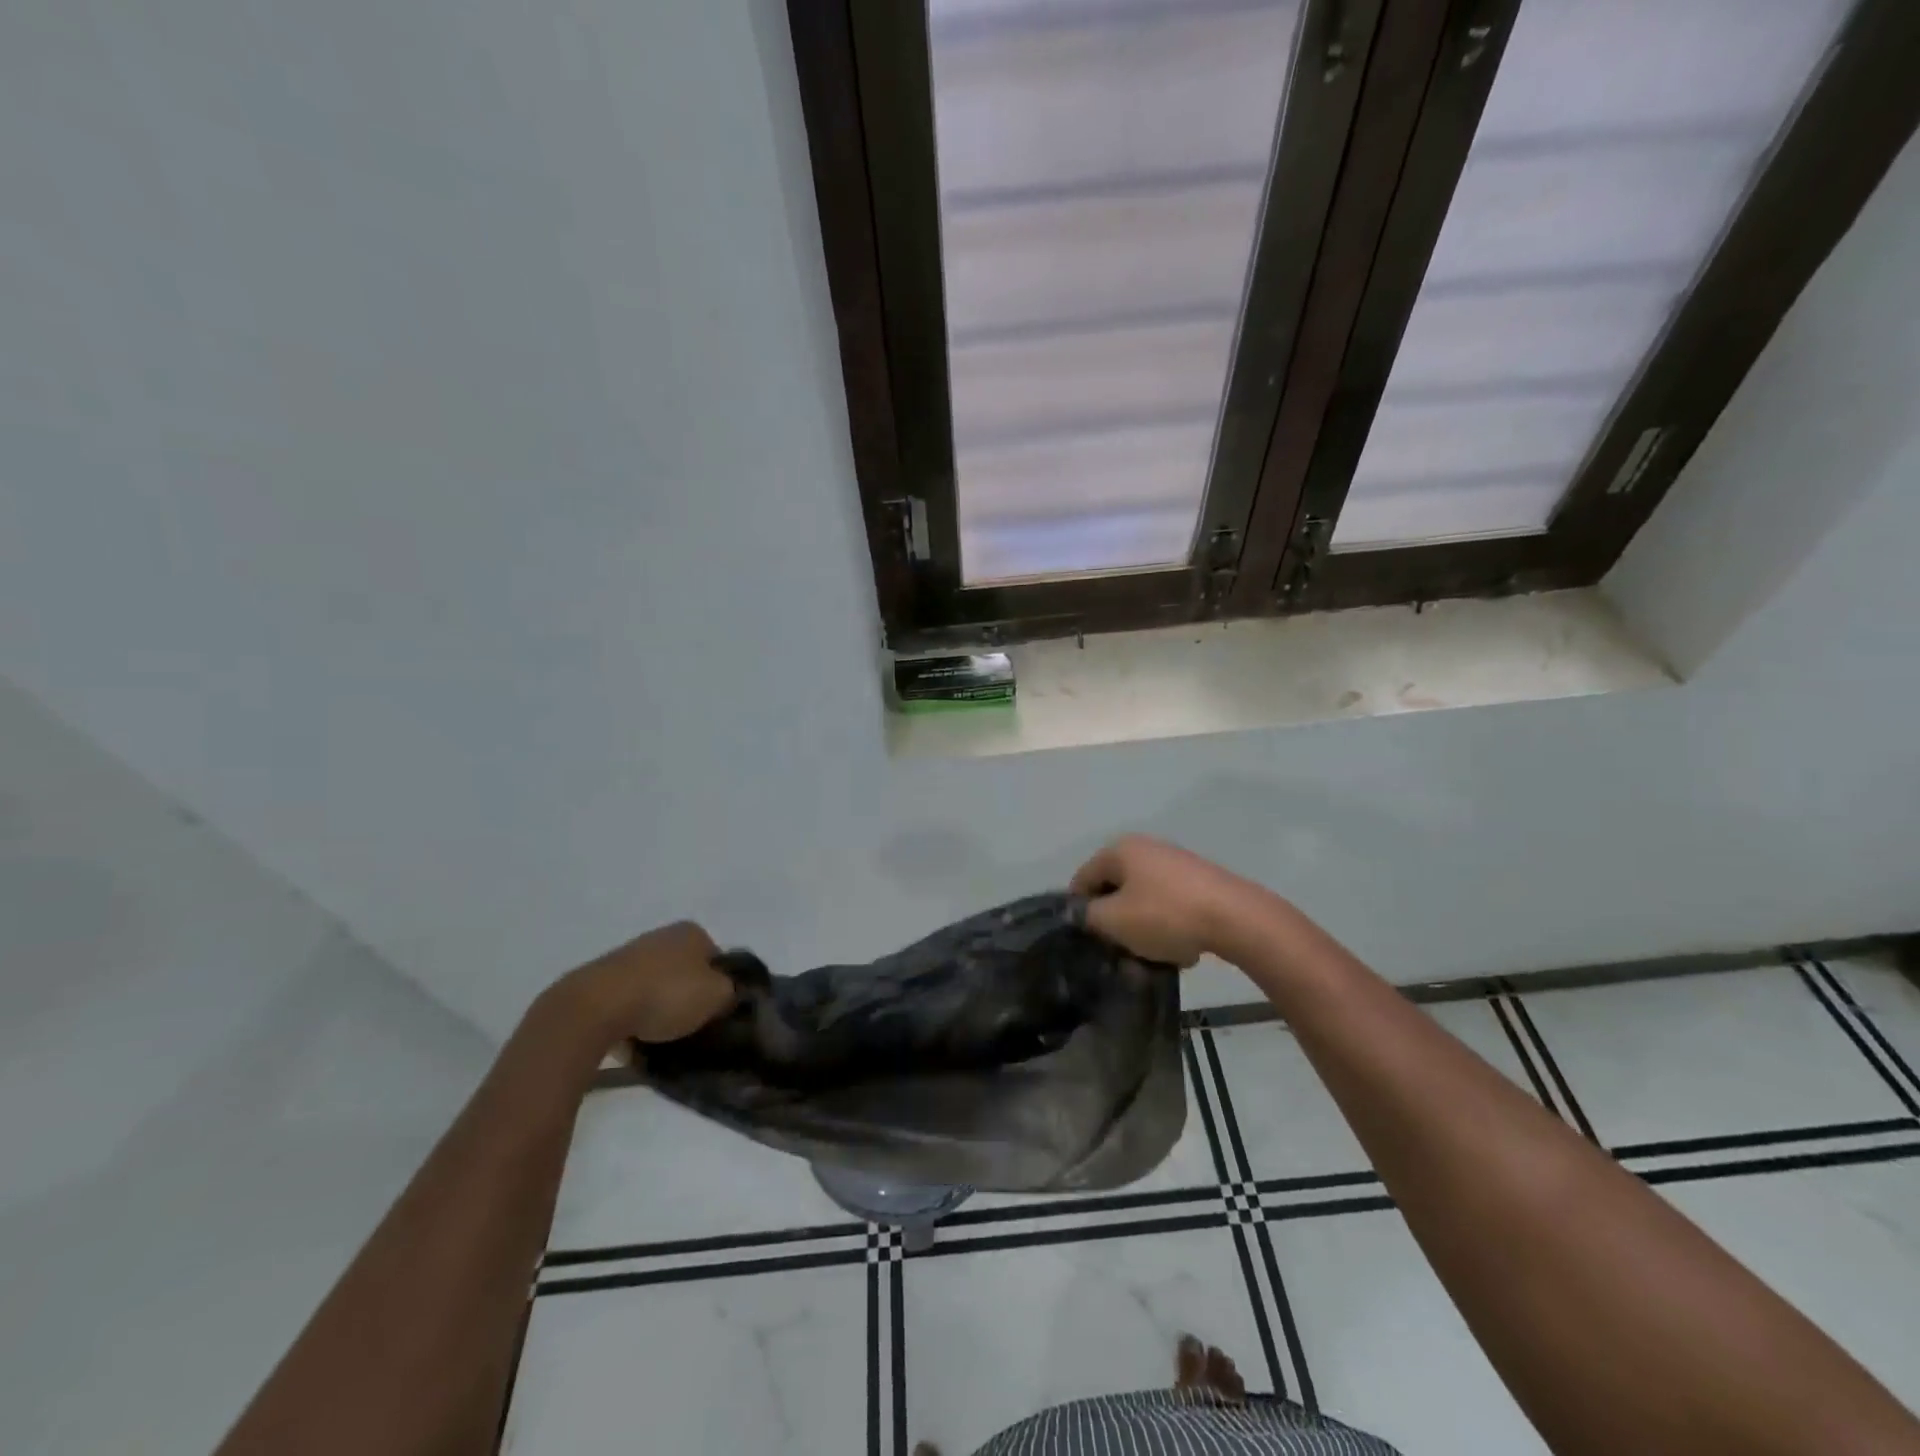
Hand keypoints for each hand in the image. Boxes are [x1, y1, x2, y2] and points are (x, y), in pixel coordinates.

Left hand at [549, 920, 736, 1049]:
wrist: (596, 1008)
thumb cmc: (666, 995)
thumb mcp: (718, 995)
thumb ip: (731, 993)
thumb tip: (726, 997)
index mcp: (692, 932)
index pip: (719, 961)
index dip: (722, 989)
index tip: (717, 1015)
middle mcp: (662, 936)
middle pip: (687, 973)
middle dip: (690, 998)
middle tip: (693, 1028)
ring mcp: (629, 956)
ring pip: (658, 987)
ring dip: (661, 1009)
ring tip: (663, 1039)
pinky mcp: (602, 980)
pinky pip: (630, 1002)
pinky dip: (635, 1018)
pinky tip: (636, 1040)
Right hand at [1070, 835, 1260, 967]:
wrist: (1237, 919)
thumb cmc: (1166, 915)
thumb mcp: (1114, 921)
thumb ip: (1088, 915)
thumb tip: (1080, 912)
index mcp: (1120, 850)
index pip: (1083, 878)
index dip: (1079, 910)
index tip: (1089, 939)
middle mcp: (1147, 848)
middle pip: (1116, 890)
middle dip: (1115, 924)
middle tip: (1121, 953)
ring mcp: (1176, 864)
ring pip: (1144, 902)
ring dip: (1143, 931)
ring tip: (1154, 958)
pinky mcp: (1201, 883)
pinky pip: (1171, 907)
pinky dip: (1169, 928)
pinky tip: (1182, 951)